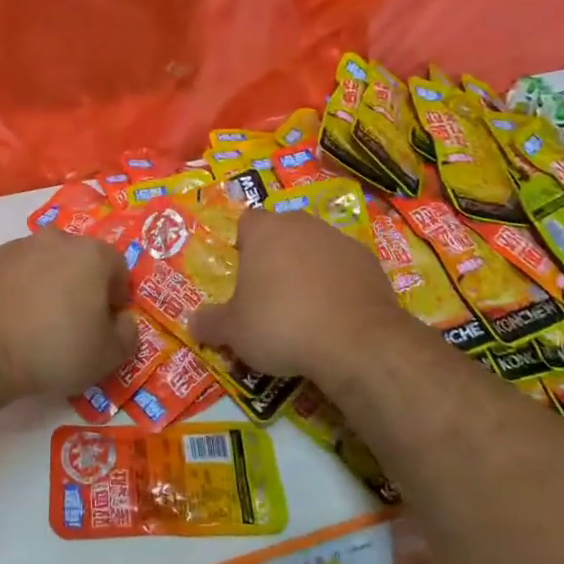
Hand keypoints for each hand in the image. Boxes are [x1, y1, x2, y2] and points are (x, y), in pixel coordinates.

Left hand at [0, 231, 137, 394]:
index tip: (107, 323)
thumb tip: (123, 321)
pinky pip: (17, 272)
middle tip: (75, 322)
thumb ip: (128, 335)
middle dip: (84, 286)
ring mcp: (20, 246)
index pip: (119, 268)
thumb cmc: (54, 348)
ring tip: (40, 322)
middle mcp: (58, 239)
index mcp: (93, 254)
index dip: (117, 296)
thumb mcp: (107, 356)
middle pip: (82, 260)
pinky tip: (13, 319)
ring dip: (50, 284)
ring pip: (47, 263)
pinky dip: (20, 288)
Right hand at [191, 207, 405, 384]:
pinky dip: (339, 284)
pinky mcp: (370, 262)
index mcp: (265, 231)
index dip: (242, 244)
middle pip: (283, 231)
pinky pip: (345, 267)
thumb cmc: (282, 325)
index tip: (243, 274)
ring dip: (309, 268)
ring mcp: (340, 240)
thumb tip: (193, 324)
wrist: (356, 341)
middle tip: (270, 294)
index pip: (247, 221)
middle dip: (276, 255)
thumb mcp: (234, 332)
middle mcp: (302, 224)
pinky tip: (336, 315)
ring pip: (316, 247)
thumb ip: (210, 323)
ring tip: (306, 309)